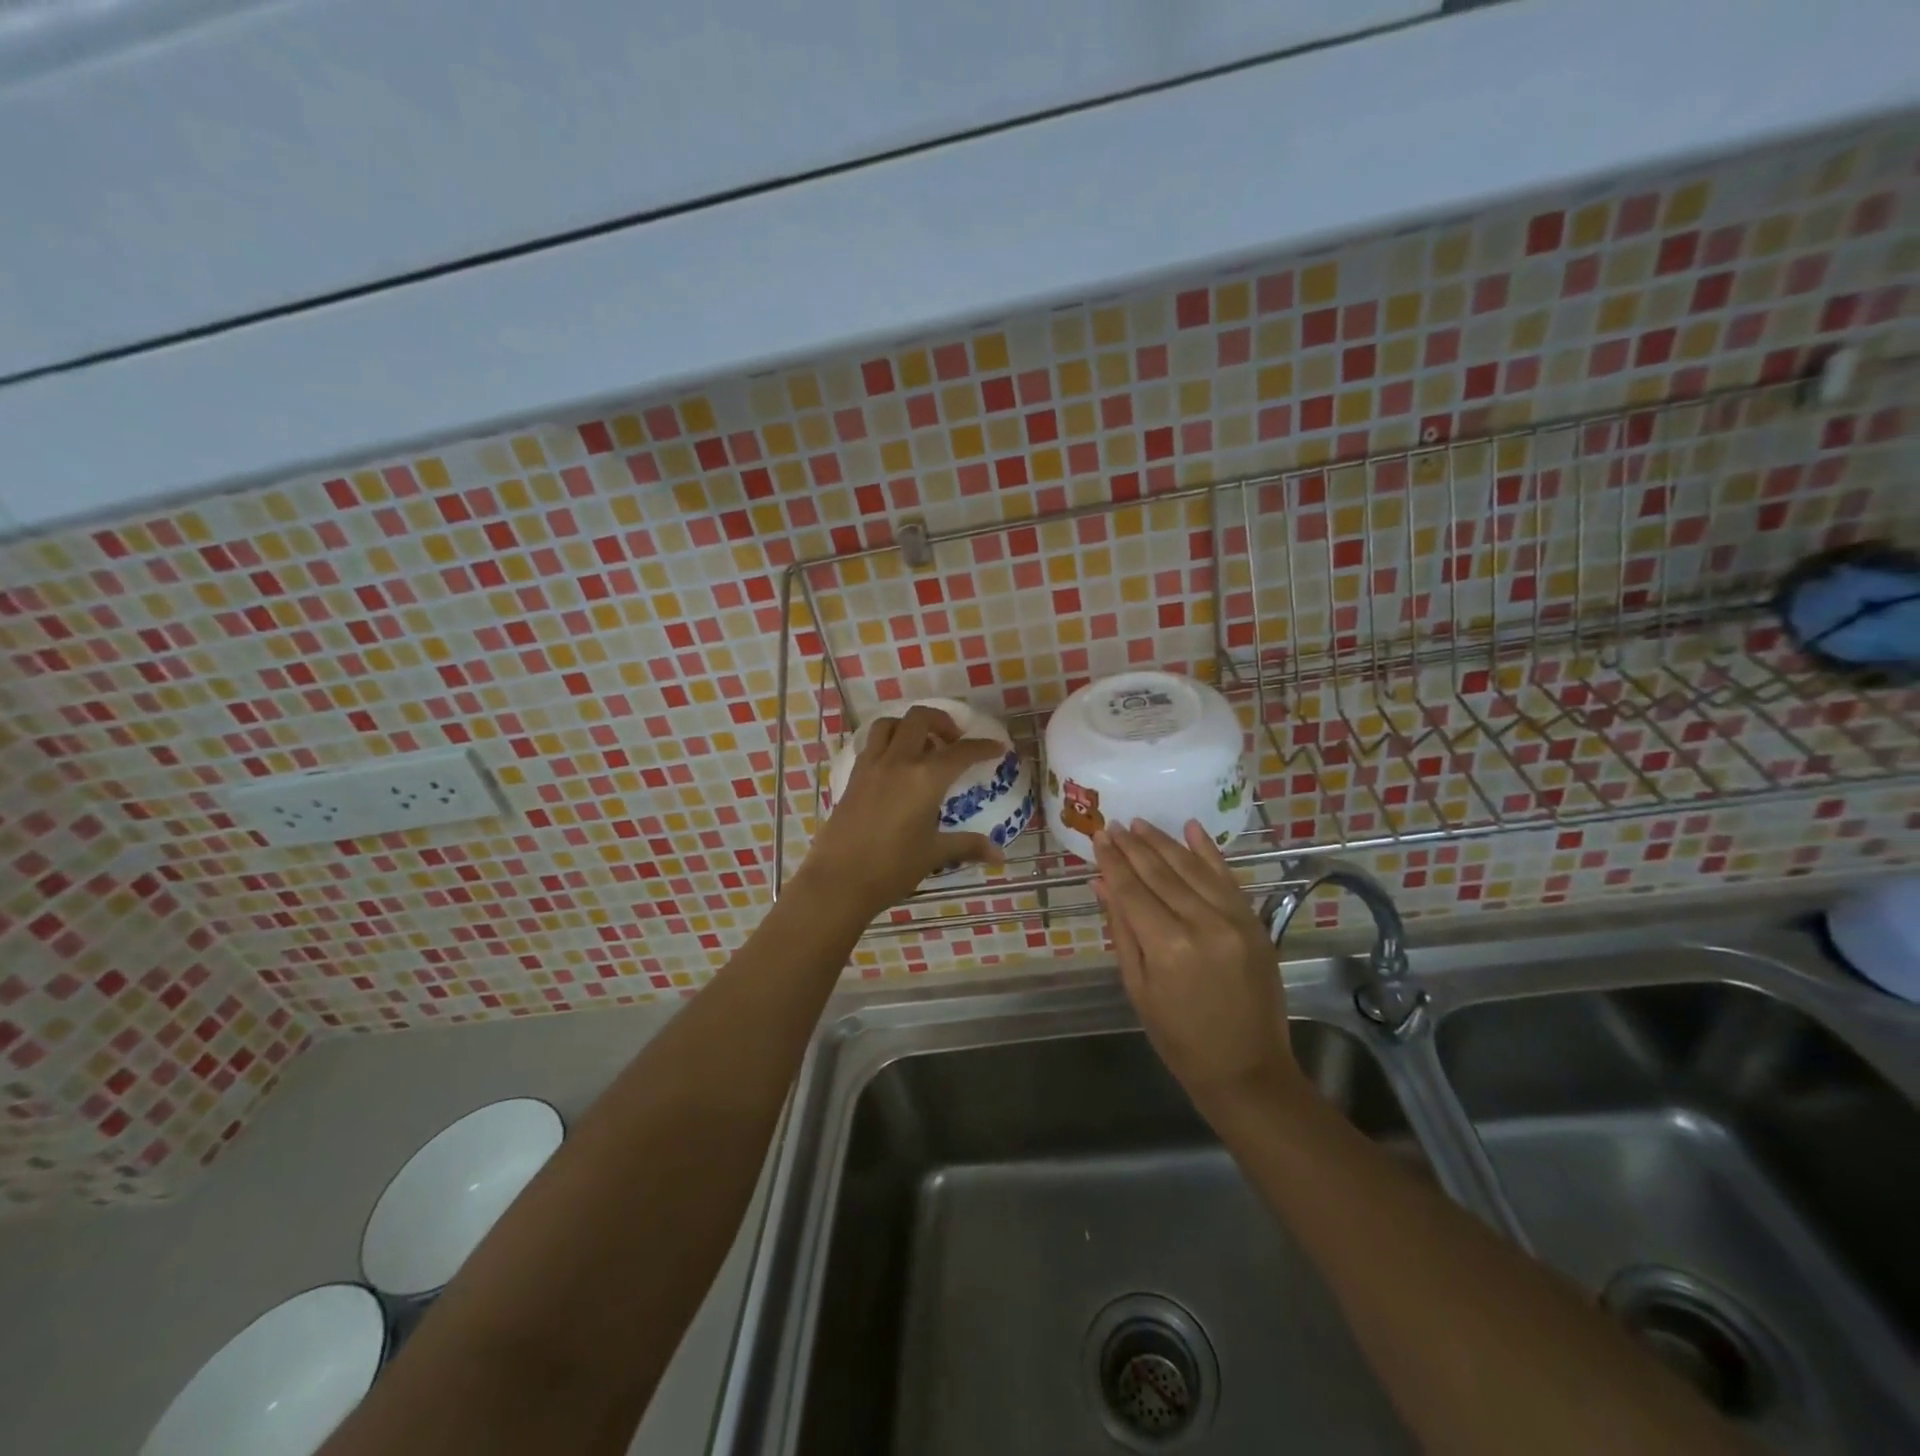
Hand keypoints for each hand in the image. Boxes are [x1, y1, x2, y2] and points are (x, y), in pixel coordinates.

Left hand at [800, 704, 1008, 915]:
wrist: (838, 881)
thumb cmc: (892, 868)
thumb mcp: (934, 854)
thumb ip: (968, 846)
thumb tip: (1000, 855)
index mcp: (925, 778)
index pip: (961, 752)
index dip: (983, 747)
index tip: (997, 748)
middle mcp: (898, 762)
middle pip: (920, 719)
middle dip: (942, 721)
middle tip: (954, 742)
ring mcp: (871, 766)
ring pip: (890, 724)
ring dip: (909, 726)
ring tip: (922, 747)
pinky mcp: (853, 777)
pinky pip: (872, 744)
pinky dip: (888, 743)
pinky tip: (896, 767)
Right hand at [1092, 819, 1299, 1109]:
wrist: (1247, 1069)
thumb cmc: (1179, 1038)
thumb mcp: (1138, 988)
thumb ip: (1122, 930)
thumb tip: (1102, 884)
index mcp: (1168, 947)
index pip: (1132, 891)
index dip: (1112, 862)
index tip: (1098, 837)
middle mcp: (1202, 924)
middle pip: (1160, 874)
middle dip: (1133, 847)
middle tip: (1114, 825)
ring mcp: (1234, 920)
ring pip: (1192, 869)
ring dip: (1164, 843)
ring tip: (1140, 824)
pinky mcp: (1254, 922)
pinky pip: (1227, 877)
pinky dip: (1208, 851)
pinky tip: (1191, 828)